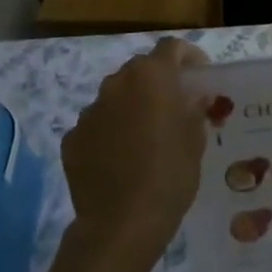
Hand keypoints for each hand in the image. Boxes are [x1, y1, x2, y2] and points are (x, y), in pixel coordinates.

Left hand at [62, 38, 209, 265]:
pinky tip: (119, 159)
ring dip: (131, 106)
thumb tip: (193, 96)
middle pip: (141, 70)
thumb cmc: (169, 174)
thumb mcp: (195, 139)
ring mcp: (90, 110)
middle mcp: (116, 83)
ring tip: (144, 136)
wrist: (121, 224)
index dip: (188, 56)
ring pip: (116, 97)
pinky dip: (109, 132)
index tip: (199, 75)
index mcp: (151, 76)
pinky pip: (97, 125)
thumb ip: (194, 109)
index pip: (172, 48)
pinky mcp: (72, 138)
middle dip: (158, 82)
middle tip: (173, 107)